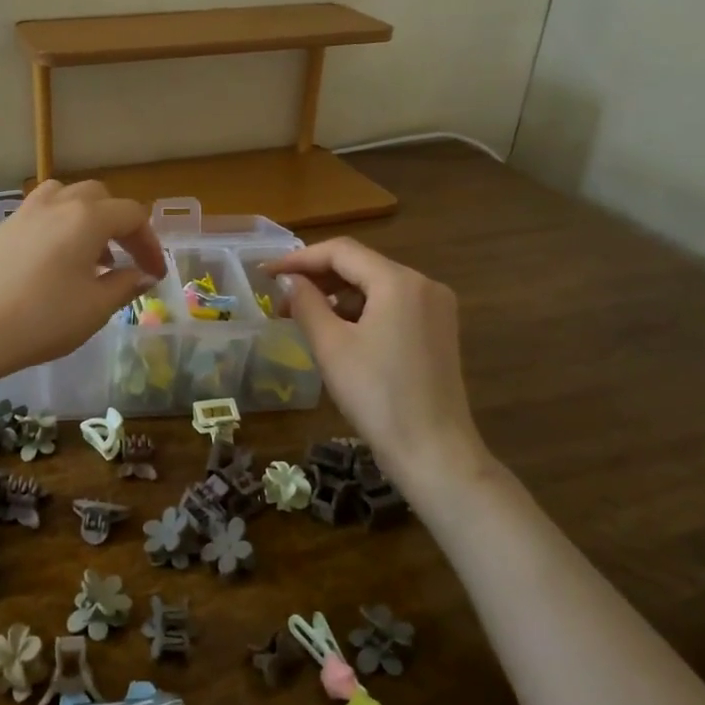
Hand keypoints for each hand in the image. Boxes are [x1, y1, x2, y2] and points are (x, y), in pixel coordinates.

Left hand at [0, 180, 166, 382]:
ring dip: (87, 218)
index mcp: (87, 217)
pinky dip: (59, 226)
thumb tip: (143, 274)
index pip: (132, 216)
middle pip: (100, 197)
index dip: (150, 243)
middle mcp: (57, 203)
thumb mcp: (96, 307)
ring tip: (90, 256)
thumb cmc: (43, 318)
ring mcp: (25, 212)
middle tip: (126, 259)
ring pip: (66, 197)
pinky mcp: (2, 229)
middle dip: (120, 225)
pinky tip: (55, 262)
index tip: (154, 274)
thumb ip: (125, 285)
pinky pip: (41, 213)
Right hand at [267, 237, 486, 487]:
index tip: (266, 274)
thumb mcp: (331, 346)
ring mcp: (436, 308)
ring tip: (302, 317)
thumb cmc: (377, 395)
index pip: (341, 252)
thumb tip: (290, 281)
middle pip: (361, 266)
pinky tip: (336, 332)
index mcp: (399, 282)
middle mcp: (423, 285)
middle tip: (280, 299)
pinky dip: (360, 312)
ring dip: (336, 297)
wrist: (433, 452)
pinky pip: (391, 306)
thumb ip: (306, 303)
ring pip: (375, 287)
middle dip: (317, 278)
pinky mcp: (438, 331)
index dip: (299, 259)